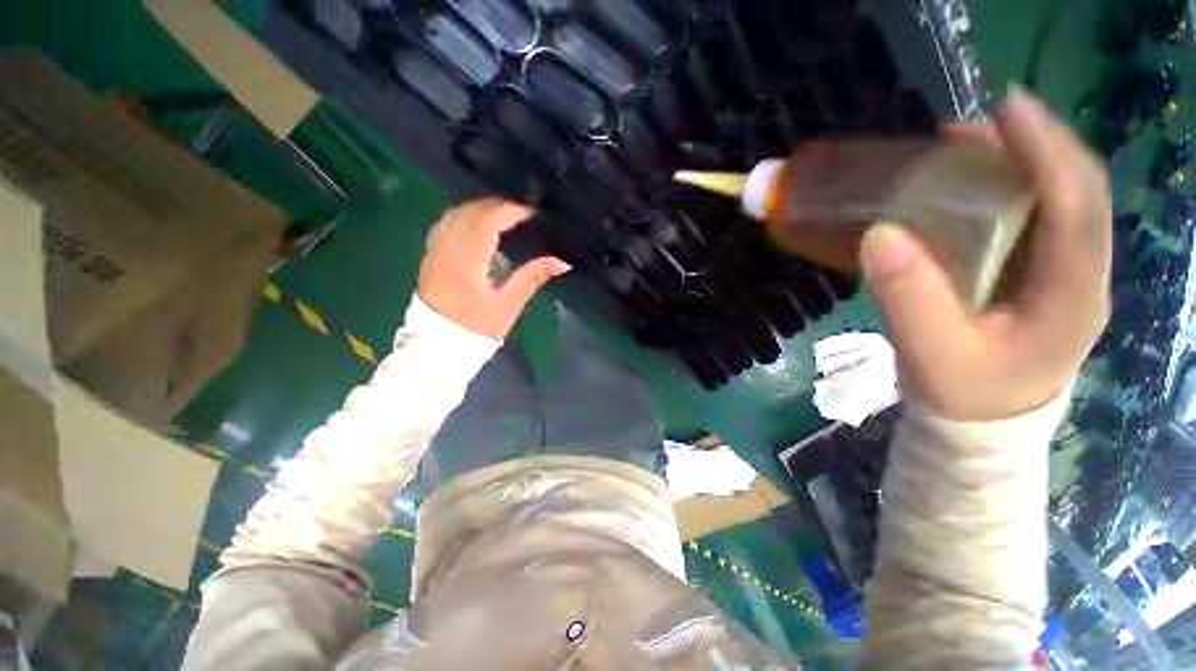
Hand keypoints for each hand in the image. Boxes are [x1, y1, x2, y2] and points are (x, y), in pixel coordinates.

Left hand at [418, 198, 570, 339]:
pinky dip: (464, 218)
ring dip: (480, 209)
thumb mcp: (508, 305)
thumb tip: (562, 262)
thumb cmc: (476, 329)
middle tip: (522, 212)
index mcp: (466, 260)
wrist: (438, 347)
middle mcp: (446, 248)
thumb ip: (532, 278)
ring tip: (504, 215)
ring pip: (455, 214)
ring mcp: (434, 251)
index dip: (511, 211)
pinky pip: (445, 225)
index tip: (533, 213)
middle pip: (470, 212)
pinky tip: (477, 225)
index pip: (488, 221)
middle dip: (497, 206)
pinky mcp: (430, 257)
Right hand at [860, 88, 1111, 420]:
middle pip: (1075, 192)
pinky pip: (1034, 217)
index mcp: (1071, 297)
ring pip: (1057, 199)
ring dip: (1018, 163)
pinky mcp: (1041, 273)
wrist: (982, 422)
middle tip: (974, 127)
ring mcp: (1064, 272)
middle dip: (1033, 147)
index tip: (1008, 109)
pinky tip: (969, 184)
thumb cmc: (963, 393)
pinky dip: (1005, 189)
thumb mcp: (930, 353)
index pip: (1077, 209)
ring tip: (966, 145)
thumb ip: (909, 298)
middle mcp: (1081, 274)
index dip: (1048, 152)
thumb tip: (881, 234)